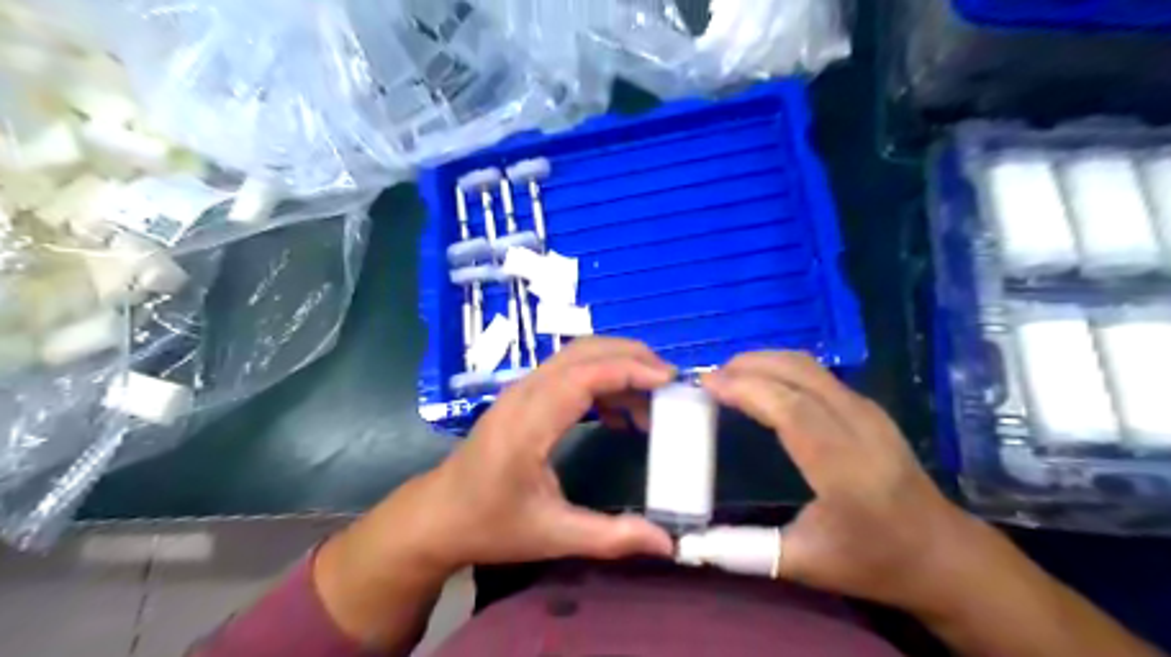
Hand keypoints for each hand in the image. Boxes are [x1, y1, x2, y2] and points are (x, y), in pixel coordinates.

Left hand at [325, 340, 678, 583]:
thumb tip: (667, 543)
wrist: (438, 515)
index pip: (585, 376)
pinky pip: (568, 372)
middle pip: (583, 352)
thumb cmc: (490, 523)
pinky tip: (619, 414)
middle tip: (670, 383)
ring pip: (577, 356)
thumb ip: (611, 537)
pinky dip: (601, 380)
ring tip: (652, 399)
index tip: (669, 381)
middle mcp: (524, 394)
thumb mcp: (552, 535)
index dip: (630, 370)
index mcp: (529, 423)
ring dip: (617, 365)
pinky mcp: (524, 396)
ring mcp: (521, 390)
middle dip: (631, 357)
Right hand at [703, 354, 980, 611]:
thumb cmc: (874, 561)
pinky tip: (763, 384)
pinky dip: (781, 369)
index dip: (746, 389)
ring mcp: (868, 412)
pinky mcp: (869, 408)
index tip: (706, 384)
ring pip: (809, 366)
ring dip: (765, 362)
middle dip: (749, 364)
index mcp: (845, 469)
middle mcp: (860, 428)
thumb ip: (743, 548)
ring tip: (729, 376)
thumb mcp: (804, 563)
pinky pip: (818, 374)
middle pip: (800, 373)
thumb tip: (691, 541)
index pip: (792, 410)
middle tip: (710, 376)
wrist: (943, 554)